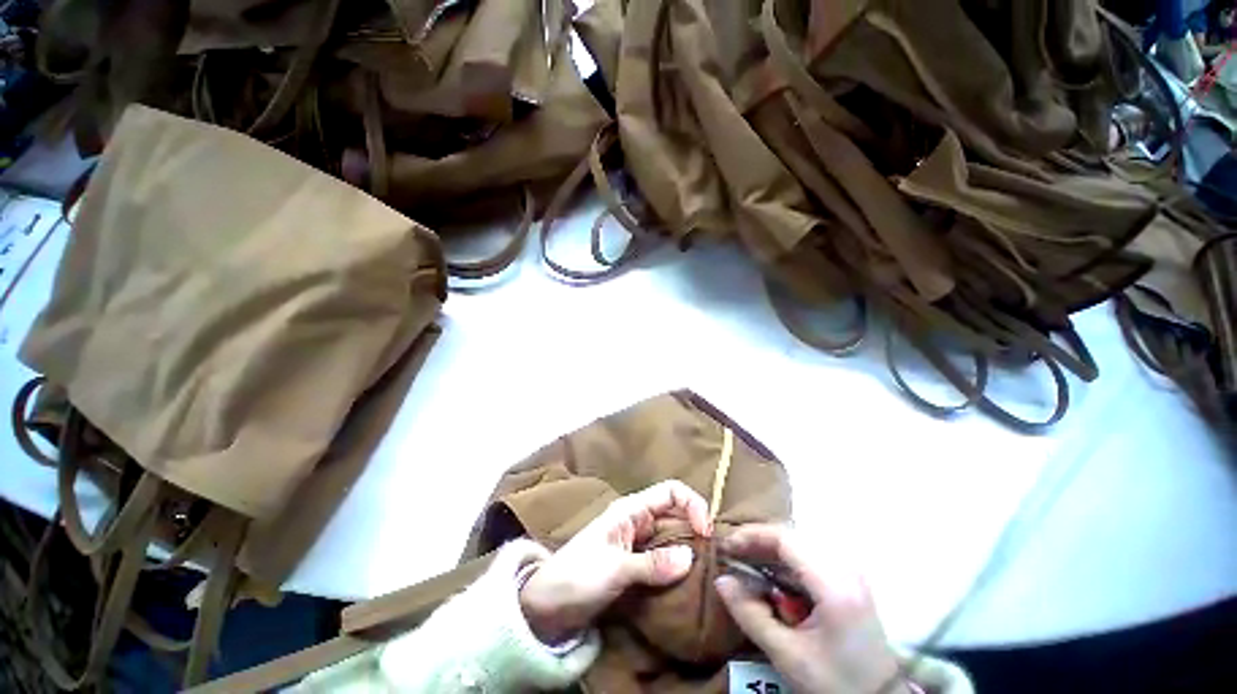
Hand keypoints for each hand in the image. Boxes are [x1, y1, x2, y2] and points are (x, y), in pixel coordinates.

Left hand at [519, 480, 710, 641]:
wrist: (547, 607)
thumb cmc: (577, 578)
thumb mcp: (615, 569)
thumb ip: (653, 564)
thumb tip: (690, 557)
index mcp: (631, 510)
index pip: (671, 491)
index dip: (692, 504)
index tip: (705, 532)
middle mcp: (638, 521)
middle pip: (676, 513)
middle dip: (695, 529)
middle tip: (712, 556)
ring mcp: (638, 544)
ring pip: (672, 537)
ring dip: (689, 550)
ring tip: (706, 571)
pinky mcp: (636, 565)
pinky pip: (665, 559)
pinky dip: (679, 567)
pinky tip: (689, 582)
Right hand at [715, 525, 908, 693]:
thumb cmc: (836, 682)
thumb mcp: (788, 655)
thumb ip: (751, 615)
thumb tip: (721, 581)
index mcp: (833, 583)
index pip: (784, 538)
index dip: (750, 536)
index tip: (726, 547)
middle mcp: (844, 567)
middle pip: (791, 536)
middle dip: (757, 541)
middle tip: (732, 554)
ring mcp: (850, 572)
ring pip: (799, 544)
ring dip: (769, 550)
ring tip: (745, 562)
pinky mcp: (849, 580)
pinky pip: (809, 556)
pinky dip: (784, 561)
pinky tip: (770, 575)